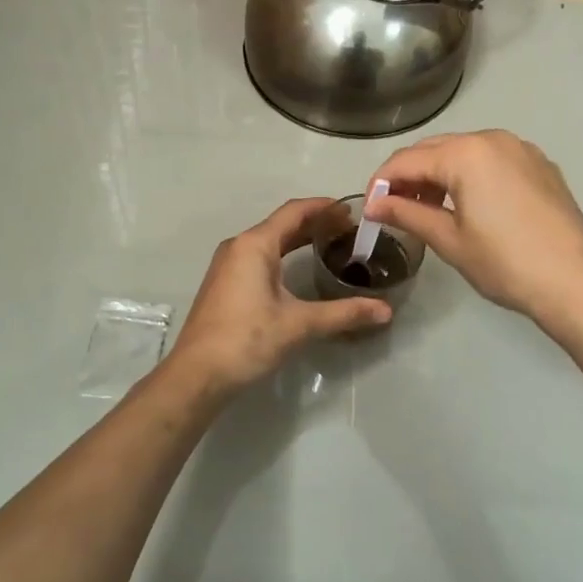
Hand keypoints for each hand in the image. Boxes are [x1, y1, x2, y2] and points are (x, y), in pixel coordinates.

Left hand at [166, 198, 391, 396]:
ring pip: (269, 241)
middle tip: (350, 230)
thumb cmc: (247, 339)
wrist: (196, 374)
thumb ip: (343, 313)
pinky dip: (283, 255)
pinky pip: (259, 257)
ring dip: (299, 239)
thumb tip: (386, 311)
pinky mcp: (225, 284)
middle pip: (282, 224)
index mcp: (254, 244)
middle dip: (315, 223)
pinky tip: (299, 270)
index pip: (294, 211)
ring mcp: (228, 265)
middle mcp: (239, 246)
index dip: (324, 207)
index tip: (352, 210)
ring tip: (331, 245)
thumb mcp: (299, 324)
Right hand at [367, 130, 582, 324]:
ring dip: (439, 174)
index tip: (368, 210)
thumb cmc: (506, 263)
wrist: (577, 283)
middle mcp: (492, 138)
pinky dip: (470, 175)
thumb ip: (407, 215)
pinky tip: (467, 204)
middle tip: (393, 210)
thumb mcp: (449, 240)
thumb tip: (374, 205)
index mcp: (466, 153)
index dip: (381, 183)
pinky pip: (491, 160)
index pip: (407, 160)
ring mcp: (520, 149)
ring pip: (464, 152)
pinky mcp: (540, 164)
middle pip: (435, 149)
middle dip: (409, 176)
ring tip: (427, 209)